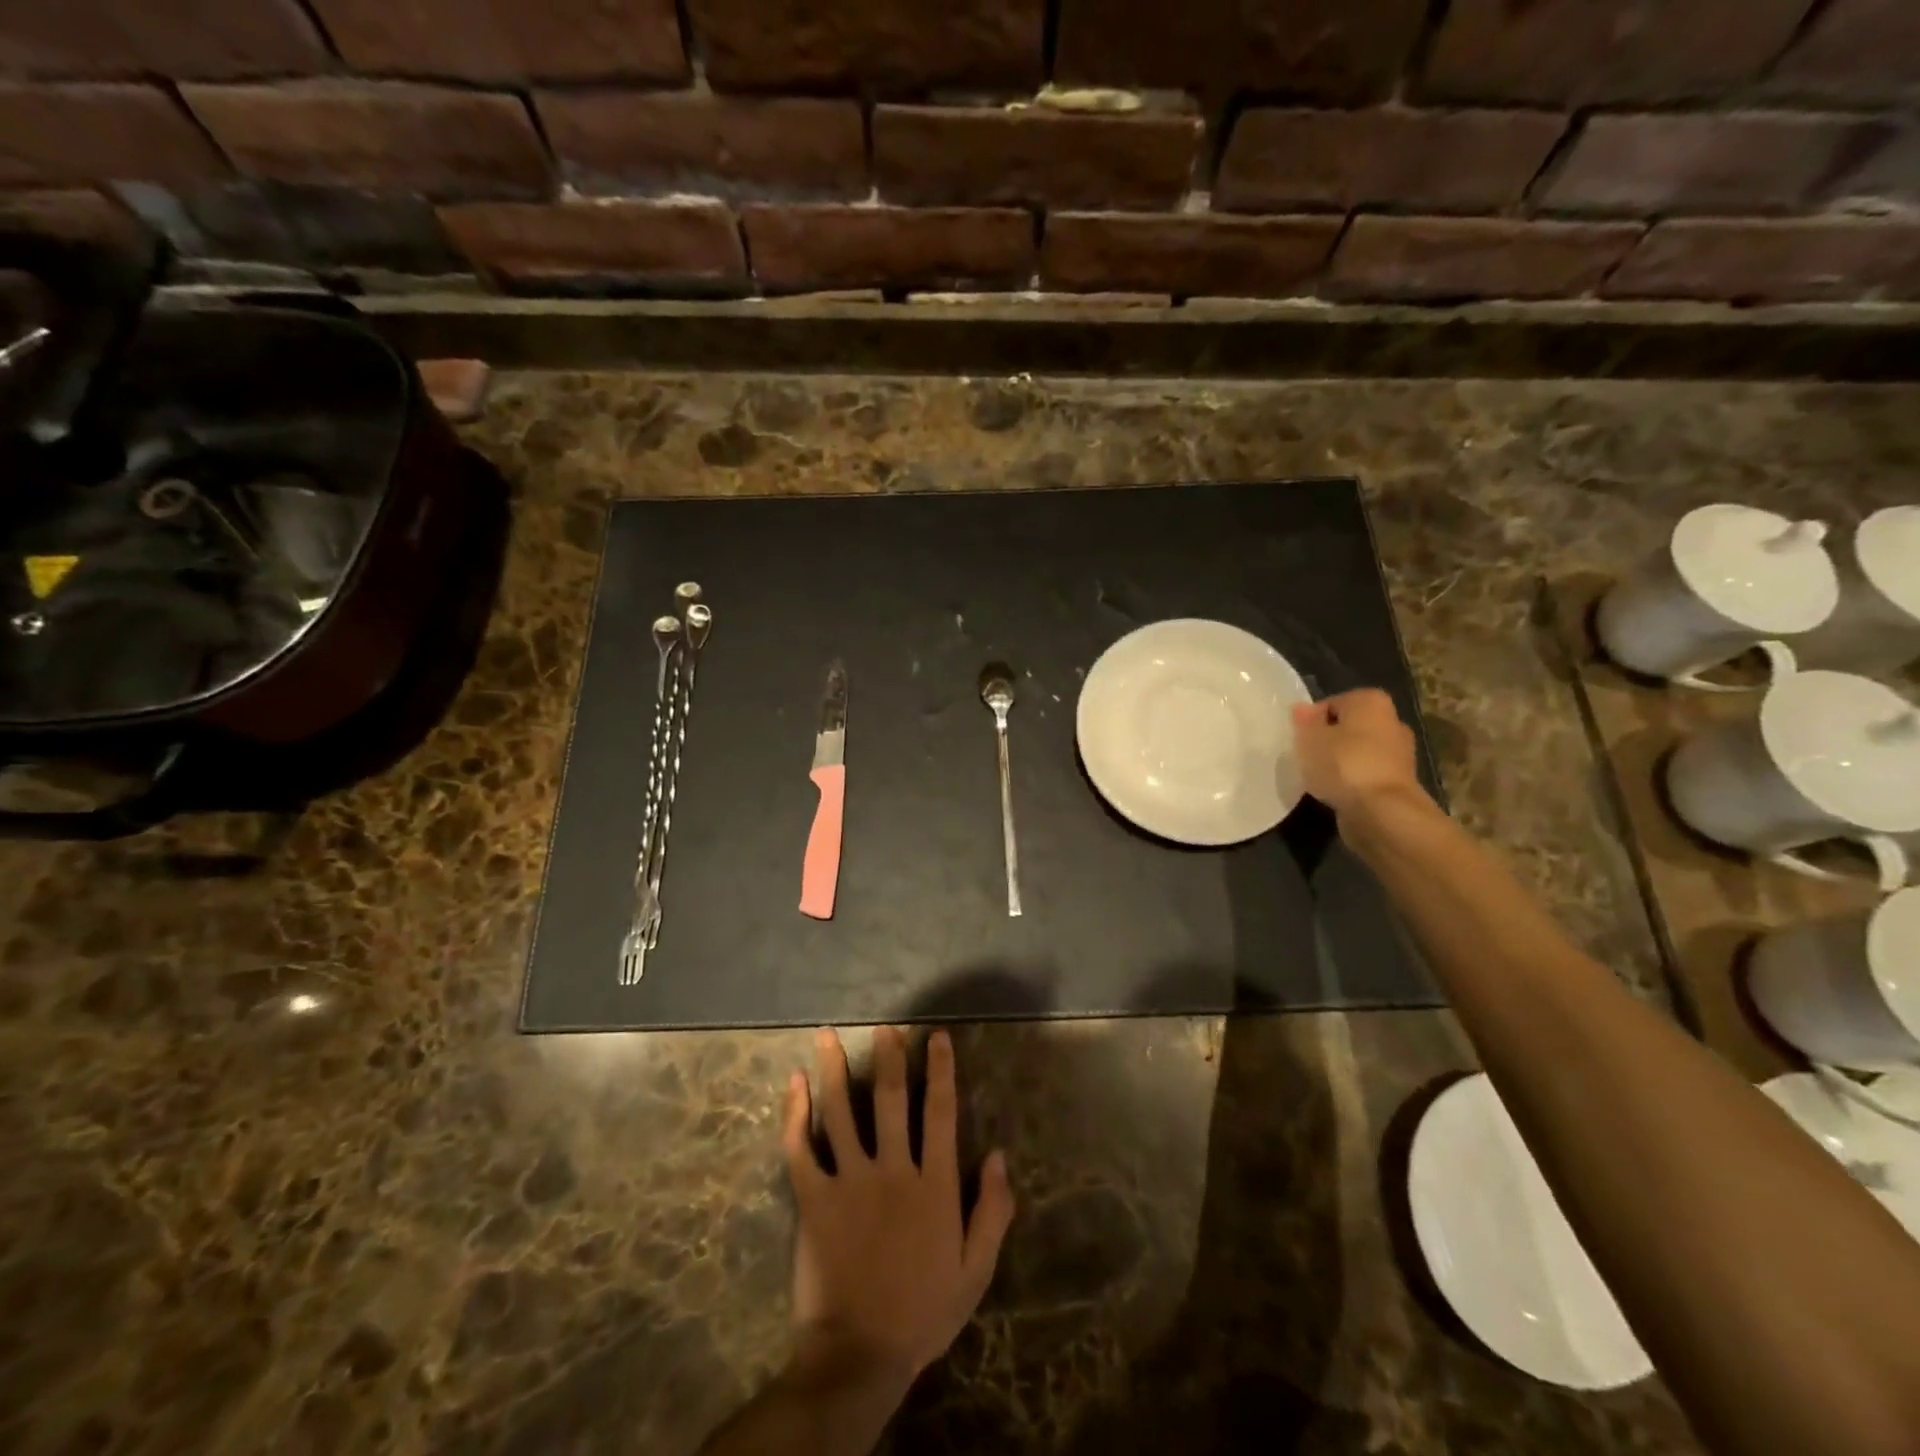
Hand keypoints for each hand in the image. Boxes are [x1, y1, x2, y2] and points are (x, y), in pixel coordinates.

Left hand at [781, 1027, 1014, 1396]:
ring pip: (840, 1111)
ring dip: (833, 1069)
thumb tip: (997, 1154)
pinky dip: (795, 1113)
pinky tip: (794, 1084)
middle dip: (888, 1057)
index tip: (937, 1037)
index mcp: (933, 1185)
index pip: (940, 1112)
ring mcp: (849, 1182)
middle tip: (884, 1026)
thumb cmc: (922, 1312)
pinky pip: (801, 1148)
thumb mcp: (974, 1270)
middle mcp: (892, 1170)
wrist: (859, 1356)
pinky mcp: (813, 1199)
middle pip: (889, 1099)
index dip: (941, 1071)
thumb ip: (992, 1211)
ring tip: (826, 1035)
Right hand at [1291, 688, 1423, 818]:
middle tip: (1307, 757)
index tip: (1299, 740)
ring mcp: (1399, 753)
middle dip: (1329, 740)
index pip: (1331, 704)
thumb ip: (1304, 721)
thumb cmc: (1343, 763)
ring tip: (1319, 777)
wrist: (1382, 811)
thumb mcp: (1310, 738)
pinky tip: (1336, 792)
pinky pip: (1366, 774)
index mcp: (1371, 701)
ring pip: (1358, 751)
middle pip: (1348, 727)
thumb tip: (1302, 708)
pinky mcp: (1399, 781)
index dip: (1311, 722)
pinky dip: (1352, 781)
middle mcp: (1392, 721)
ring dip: (1340, 762)